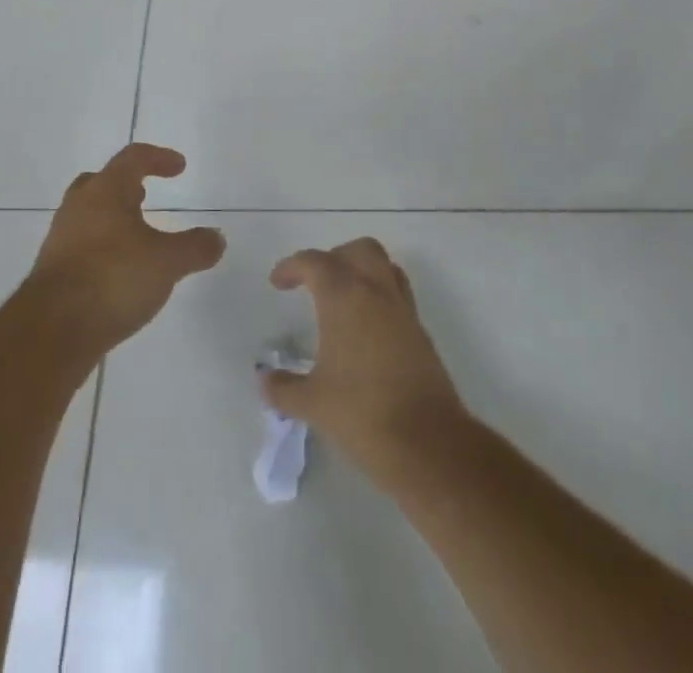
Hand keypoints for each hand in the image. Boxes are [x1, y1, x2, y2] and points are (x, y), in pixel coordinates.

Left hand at [25, 143, 225, 351]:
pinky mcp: (52, 271)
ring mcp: (60, 238)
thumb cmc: (113, 278)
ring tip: (136, 239)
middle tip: (145, 196)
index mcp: (105, 191)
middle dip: (126, 186)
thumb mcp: (167, 263)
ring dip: (112, 220)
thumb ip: (194, 248)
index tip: (179, 167)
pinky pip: (81, 246)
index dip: (158, 158)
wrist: (52, 330)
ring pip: (88, 215)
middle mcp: (79, 207)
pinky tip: (117, 273)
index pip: (132, 158)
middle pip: (101, 182)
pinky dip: (101, 249)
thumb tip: (217, 238)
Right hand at [261, 237, 467, 471]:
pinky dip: (379, 297)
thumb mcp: (312, 403)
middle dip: (334, 258)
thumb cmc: (362, 413)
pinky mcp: (420, 332)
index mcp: (344, 297)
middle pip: (358, 250)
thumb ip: (282, 388)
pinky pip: (397, 294)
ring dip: (361, 272)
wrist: (428, 443)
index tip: (277, 283)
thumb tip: (264, 380)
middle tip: (315, 284)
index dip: (292, 267)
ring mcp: (403, 309)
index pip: (315, 262)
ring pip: (384, 266)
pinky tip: (365, 330)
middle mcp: (376, 291)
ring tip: (342, 300)